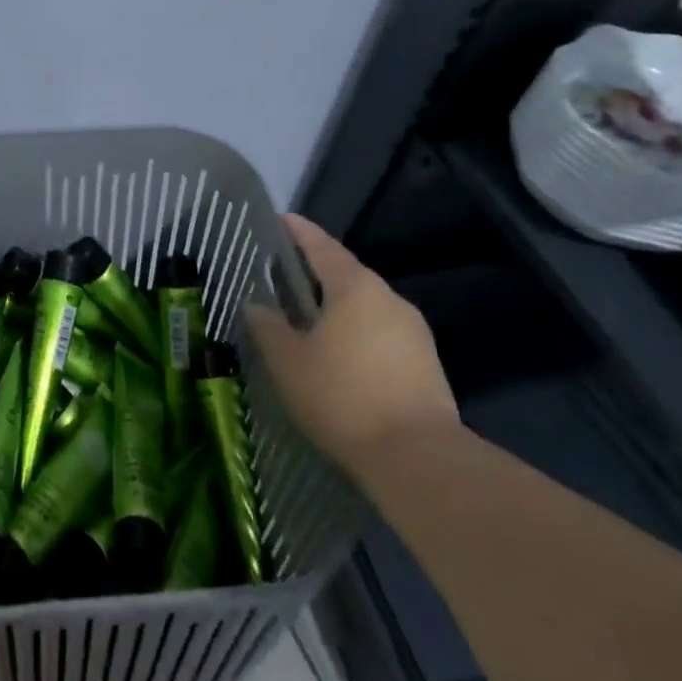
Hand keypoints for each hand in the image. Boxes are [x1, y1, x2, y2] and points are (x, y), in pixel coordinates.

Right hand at [245, 214, 458, 477]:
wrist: (419, 460)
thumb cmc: (343, 398)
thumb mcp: (289, 363)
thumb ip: (268, 328)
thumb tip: (255, 305)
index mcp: (355, 287)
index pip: (322, 247)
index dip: (300, 232)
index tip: (281, 219)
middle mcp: (389, 299)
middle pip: (348, 274)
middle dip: (318, 270)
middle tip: (287, 272)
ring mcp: (413, 331)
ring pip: (367, 305)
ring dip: (339, 304)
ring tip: (310, 314)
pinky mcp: (426, 363)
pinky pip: (382, 332)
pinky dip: (358, 331)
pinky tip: (341, 351)